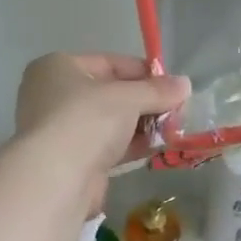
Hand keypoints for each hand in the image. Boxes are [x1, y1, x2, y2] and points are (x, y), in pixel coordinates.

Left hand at [15, 53, 189, 203]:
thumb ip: (157, 91)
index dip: (144, 73)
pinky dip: (131, 145)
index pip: (110, 63)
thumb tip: (186, 84)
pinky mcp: (72, 159)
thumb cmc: (87, 120)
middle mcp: (55, 95)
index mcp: (58, 67)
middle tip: (177, 111)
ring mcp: (62, 130)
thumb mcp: (128, 98)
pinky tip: (157, 147)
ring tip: (173, 130)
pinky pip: (107, 146)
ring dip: (142, 126)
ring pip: (110, 122)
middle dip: (145, 102)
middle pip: (111, 93)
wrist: (57, 177)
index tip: (173, 86)